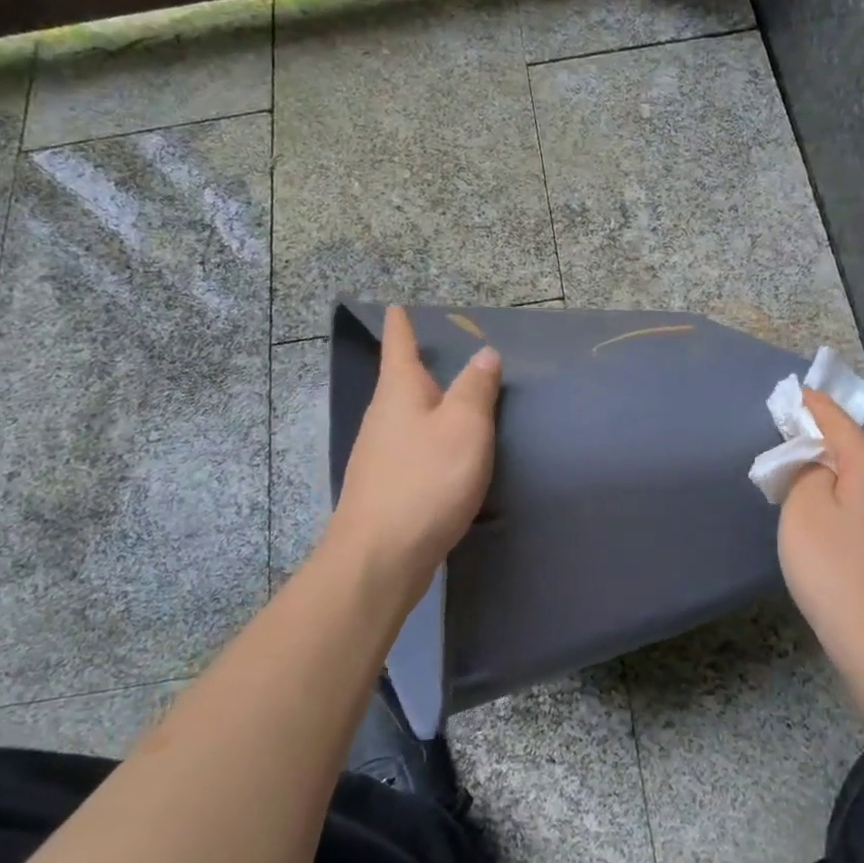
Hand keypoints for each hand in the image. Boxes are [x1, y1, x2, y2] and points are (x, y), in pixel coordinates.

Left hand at [323, 306, 501, 602]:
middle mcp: (382, 416)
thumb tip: (484, 354)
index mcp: (399, 391)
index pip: (398, 344)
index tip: (397, 306)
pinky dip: (429, 439)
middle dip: (418, 365)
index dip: (400, 324)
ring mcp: (379, 454)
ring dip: (426, 405)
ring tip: (454, 401)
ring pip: (406, 417)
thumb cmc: (426, 480)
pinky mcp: (385, 486)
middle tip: (444, 353)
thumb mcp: (464, 426)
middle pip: (400, 381)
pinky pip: (411, 448)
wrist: (380, 557)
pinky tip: (446, 454)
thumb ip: (476, 388)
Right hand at [778, 387, 863, 668]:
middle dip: (821, 438)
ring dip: (830, 470)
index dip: (815, 405)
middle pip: (852, 450)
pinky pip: (862, 505)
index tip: (797, 391)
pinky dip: (840, 496)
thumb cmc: (832, 566)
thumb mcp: (804, 507)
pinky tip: (823, 512)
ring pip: (858, 479)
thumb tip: (817, 464)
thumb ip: (805, 471)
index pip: (839, 423)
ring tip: (799, 472)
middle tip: (788, 433)